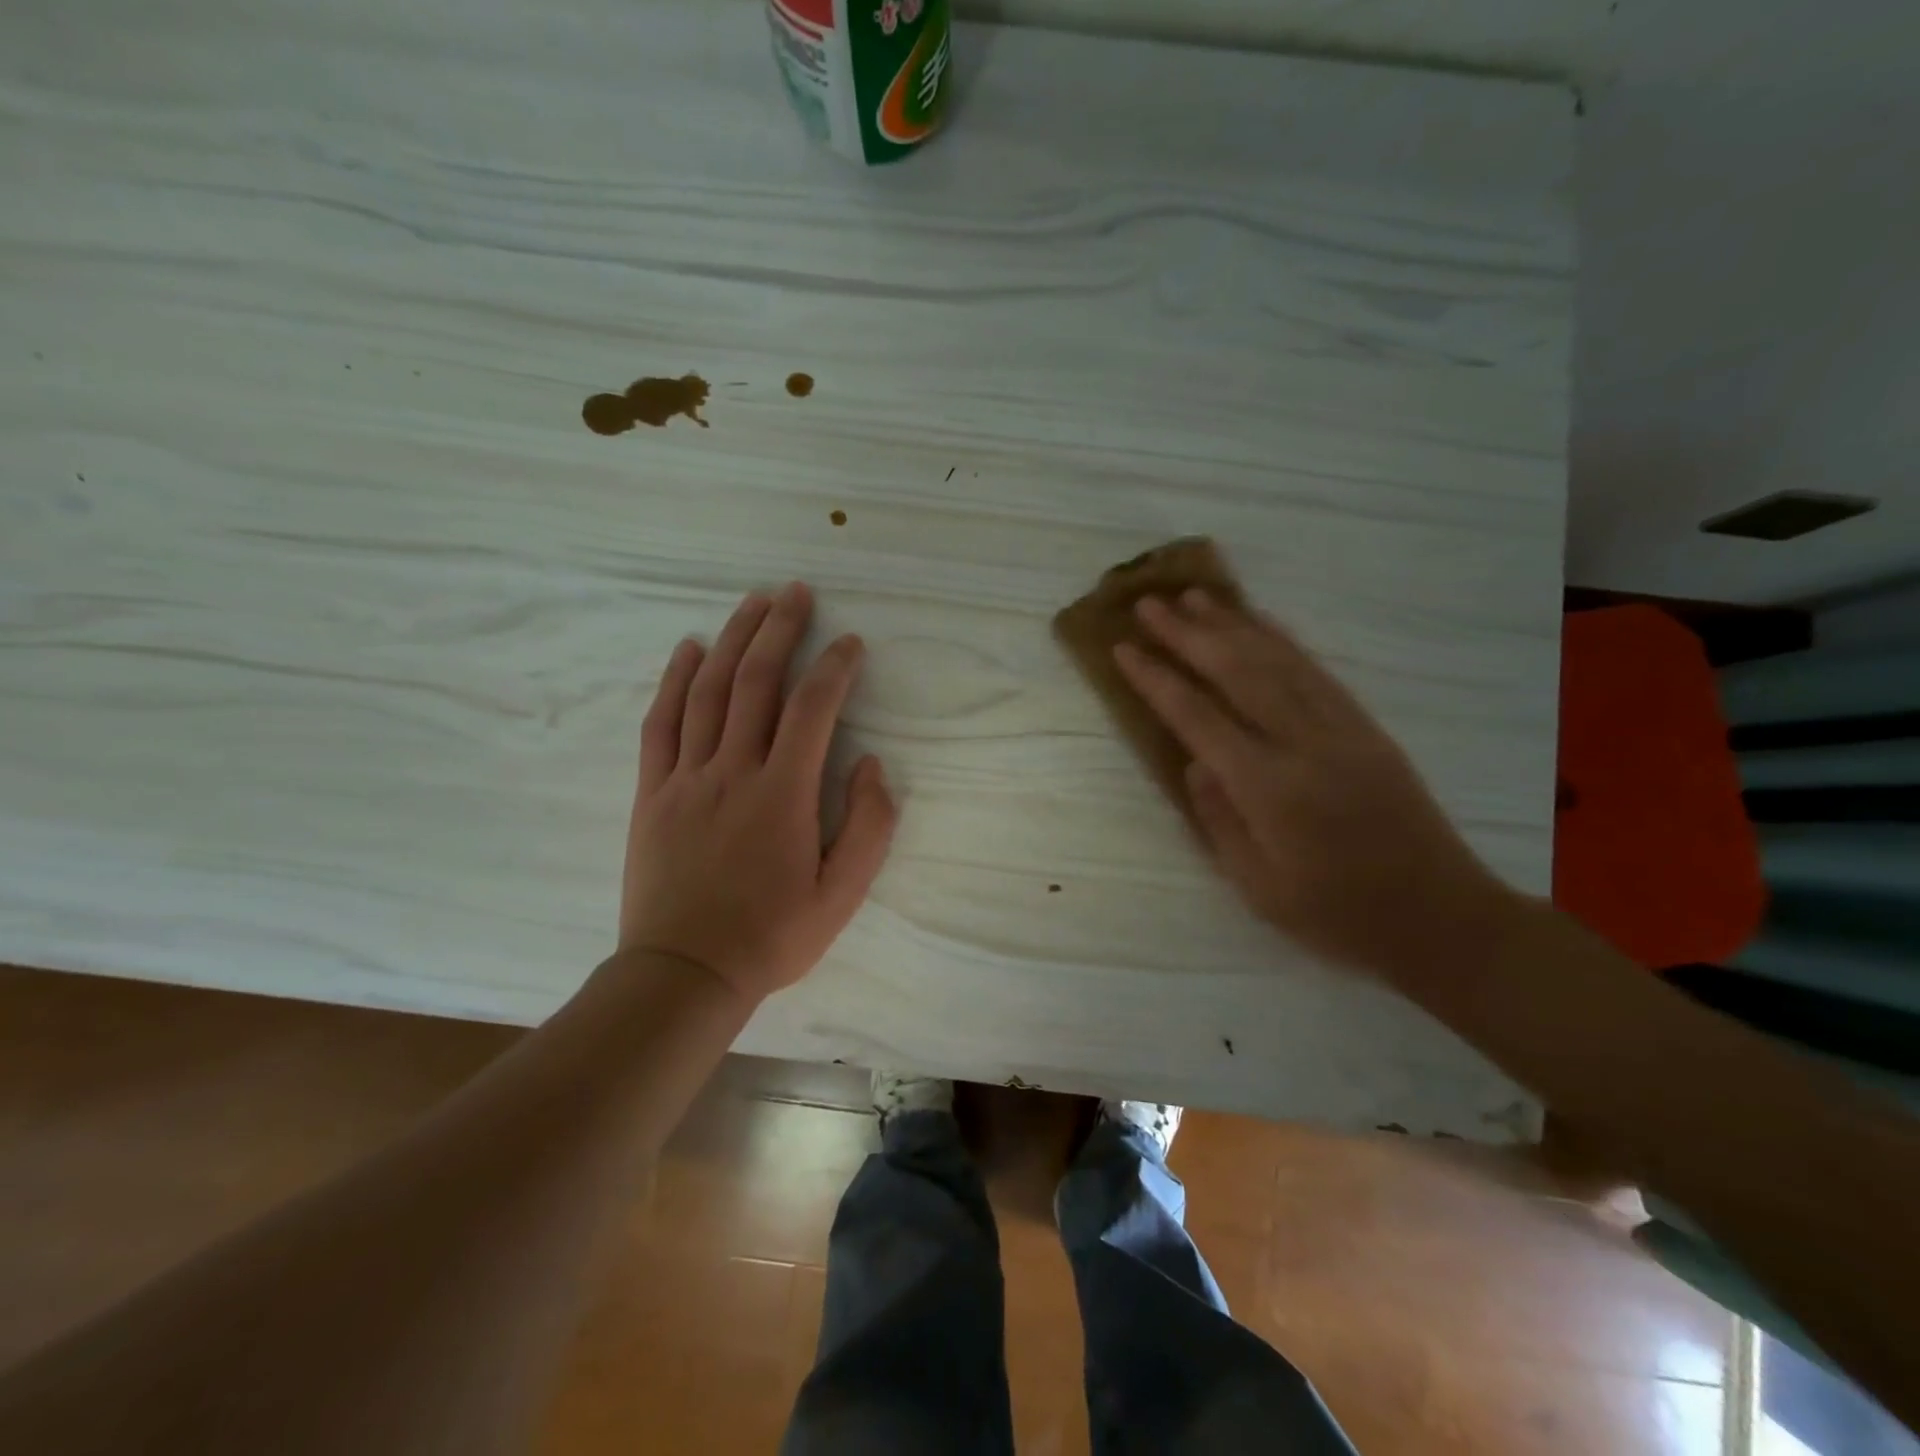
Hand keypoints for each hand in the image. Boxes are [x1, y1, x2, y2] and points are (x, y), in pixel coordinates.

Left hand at [618, 583, 897, 1000]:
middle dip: (780, 630)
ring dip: (732, 639)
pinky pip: (661, 723)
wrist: (684, 973)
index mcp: (783, 794)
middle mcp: (733, 771)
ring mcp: (686, 777)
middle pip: (755, 682)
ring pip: (709, 691)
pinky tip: (688, 649)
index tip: (850, 643)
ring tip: (752, 602)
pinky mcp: (653, 791)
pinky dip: (675, 680)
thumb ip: (868, 826)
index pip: (812, 710)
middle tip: (796, 592)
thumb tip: (869, 764)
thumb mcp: (842, 895)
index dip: (834, 668)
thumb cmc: (772, 936)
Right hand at [1114, 590, 1517, 981]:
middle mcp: (1304, 744)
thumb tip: (1194, 762)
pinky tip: (1259, 622)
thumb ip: (1219, 819)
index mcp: (1269, 789)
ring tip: (1195, 596)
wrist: (1440, 918)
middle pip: (1237, 672)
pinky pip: (1316, 670)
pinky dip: (1282, 639)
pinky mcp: (1366, 727)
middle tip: (1149, 604)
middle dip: (1187, 634)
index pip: (1198, 718)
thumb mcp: (1258, 887)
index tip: (1123, 649)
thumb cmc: (1336, 915)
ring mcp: (1341, 729)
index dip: (1157, 680)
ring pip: (1277, 661)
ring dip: (1232, 624)